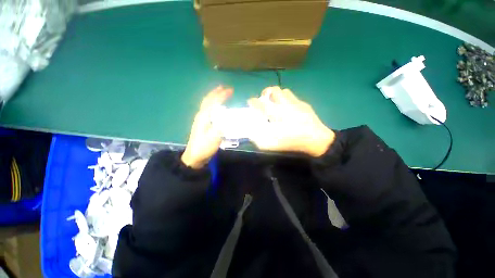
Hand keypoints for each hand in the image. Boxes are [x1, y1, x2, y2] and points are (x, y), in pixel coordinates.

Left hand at [181, 86, 232, 168]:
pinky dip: (213, 105)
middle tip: (225, 88)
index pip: (213, 101)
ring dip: (214, 97)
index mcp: (204, 116)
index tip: (231, 90)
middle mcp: (201, 115)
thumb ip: (222, 126)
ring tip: (221, 94)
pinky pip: (208, 110)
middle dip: (216, 92)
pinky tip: (217, 108)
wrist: (194, 157)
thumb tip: (231, 117)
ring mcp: (201, 120)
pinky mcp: (202, 124)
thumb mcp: (215, 137)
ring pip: (207, 104)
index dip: (222, 95)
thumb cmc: (204, 147)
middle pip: (208, 100)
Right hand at [248, 86, 334, 156]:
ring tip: (277, 103)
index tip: (250, 102)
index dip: (252, 101)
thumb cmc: (292, 142)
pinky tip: (289, 109)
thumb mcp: (271, 145)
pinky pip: (293, 97)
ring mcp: (296, 103)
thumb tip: (250, 134)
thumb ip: (258, 139)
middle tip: (264, 100)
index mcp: (275, 113)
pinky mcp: (304, 104)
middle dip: (266, 93)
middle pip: (273, 90)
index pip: (259, 102)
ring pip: (284, 91)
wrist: (316, 140)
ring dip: (277, 95)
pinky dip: (288, 100)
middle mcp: (284, 104)